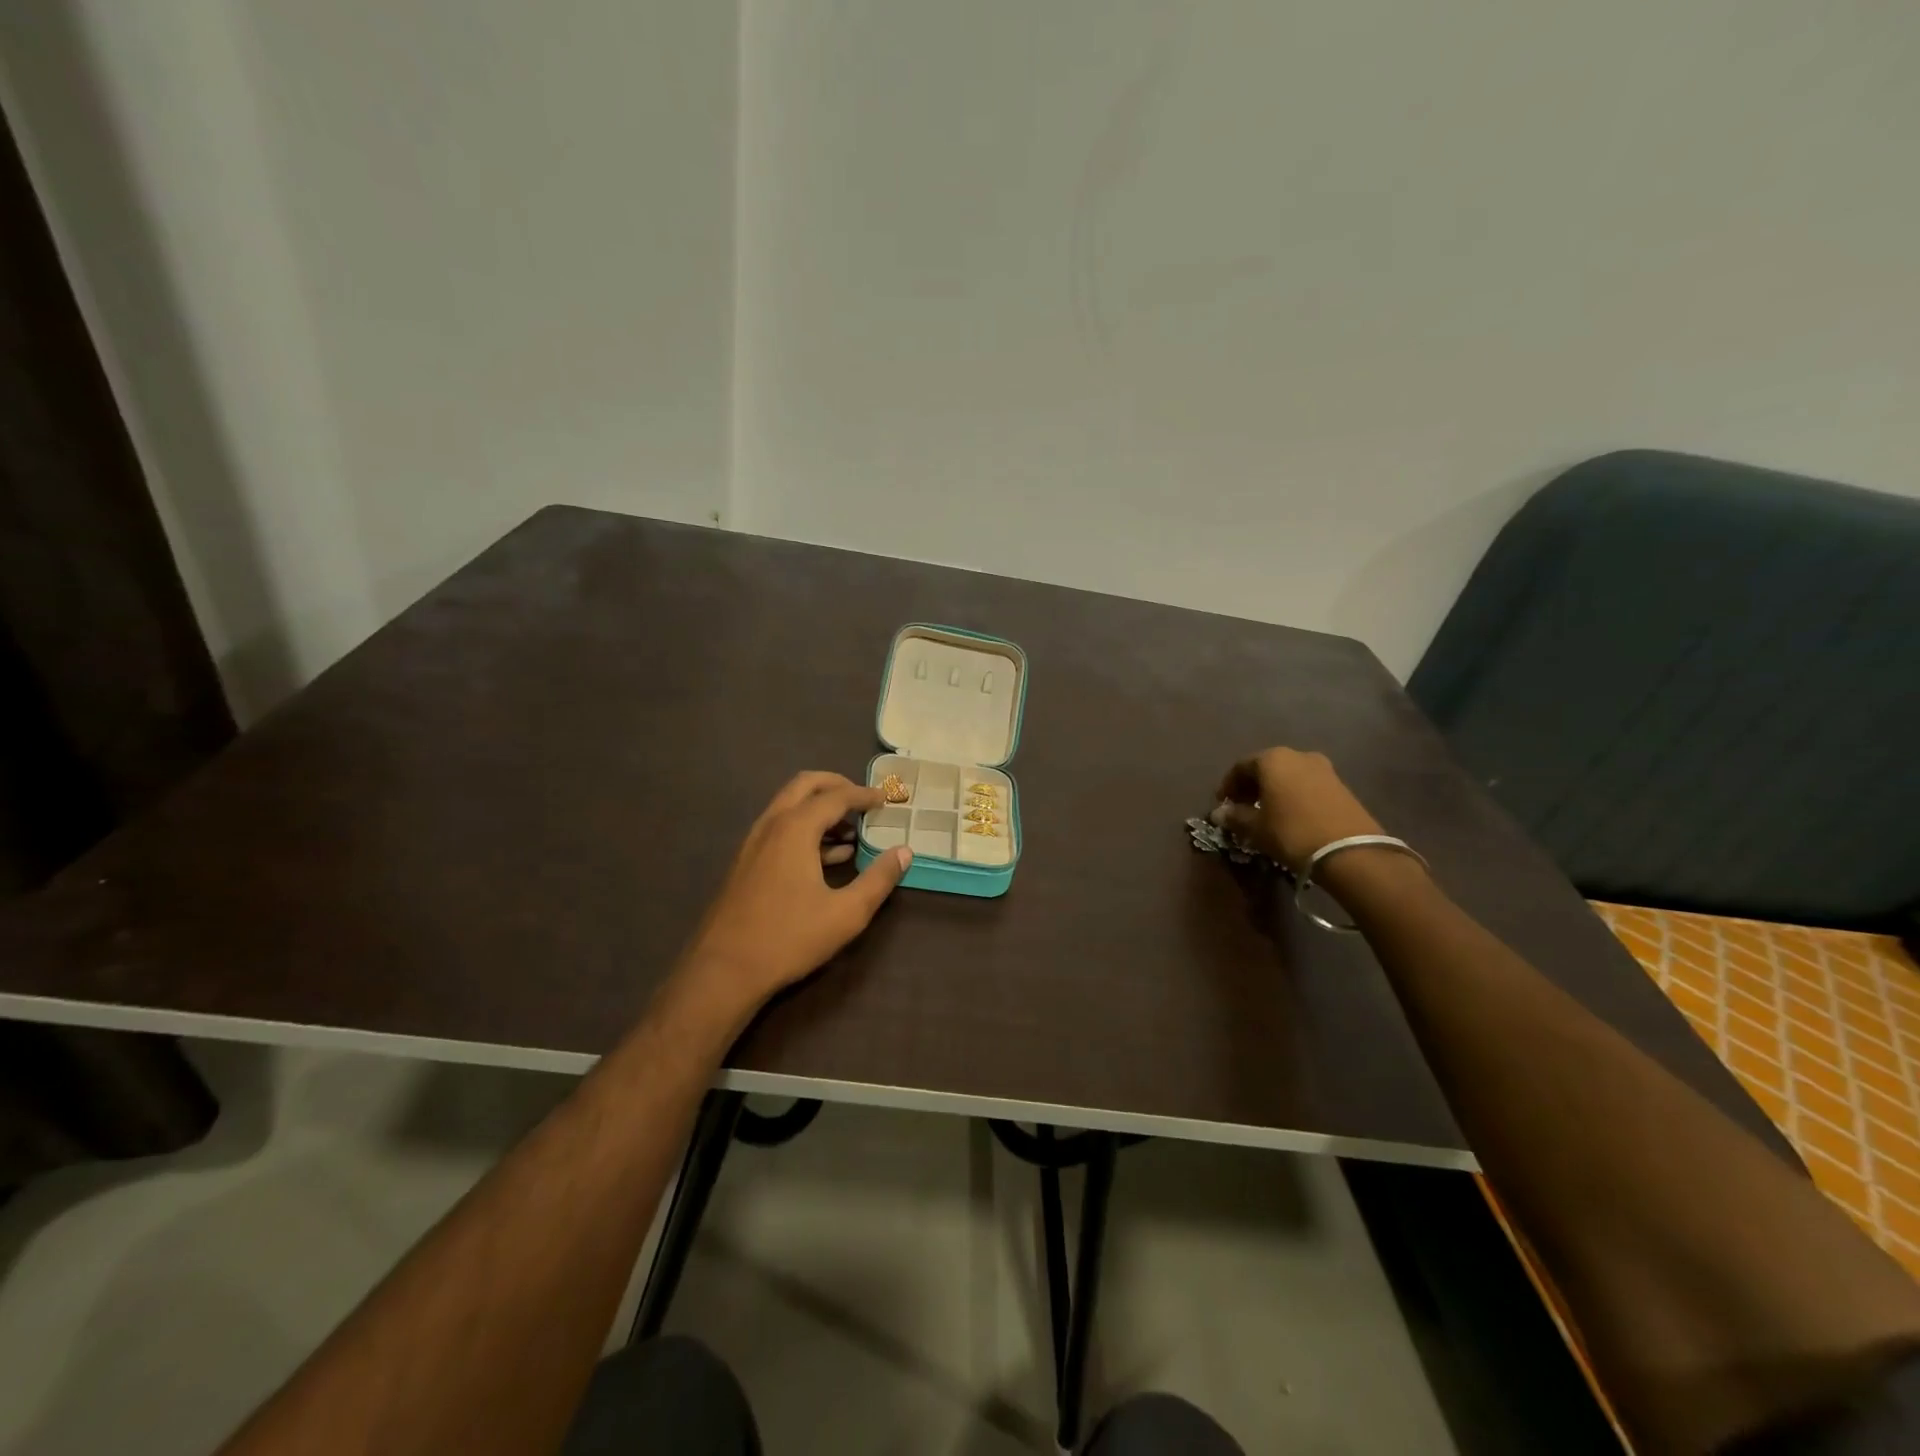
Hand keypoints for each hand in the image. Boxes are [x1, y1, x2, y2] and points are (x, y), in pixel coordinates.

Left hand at [678, 772, 912, 1015]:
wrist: (723, 970)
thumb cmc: (788, 938)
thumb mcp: (846, 913)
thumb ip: (879, 879)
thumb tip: (904, 852)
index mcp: (795, 828)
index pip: (836, 796)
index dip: (864, 795)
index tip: (886, 799)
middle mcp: (771, 825)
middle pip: (805, 786)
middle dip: (837, 786)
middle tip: (864, 800)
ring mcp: (753, 843)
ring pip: (789, 807)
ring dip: (820, 809)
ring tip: (852, 833)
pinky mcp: (745, 862)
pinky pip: (779, 829)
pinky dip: (805, 828)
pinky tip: (827, 858)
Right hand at [1213, 747, 1384, 873]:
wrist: (1350, 851)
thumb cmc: (1292, 832)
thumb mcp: (1256, 828)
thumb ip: (1235, 816)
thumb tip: (1219, 813)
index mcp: (1273, 759)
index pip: (1240, 767)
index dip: (1227, 785)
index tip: (1222, 804)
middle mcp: (1298, 755)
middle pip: (1265, 767)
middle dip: (1251, 786)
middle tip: (1242, 808)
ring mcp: (1323, 768)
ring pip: (1287, 775)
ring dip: (1273, 790)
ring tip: (1266, 813)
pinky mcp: (1340, 784)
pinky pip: (1306, 784)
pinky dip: (1292, 795)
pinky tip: (1290, 815)